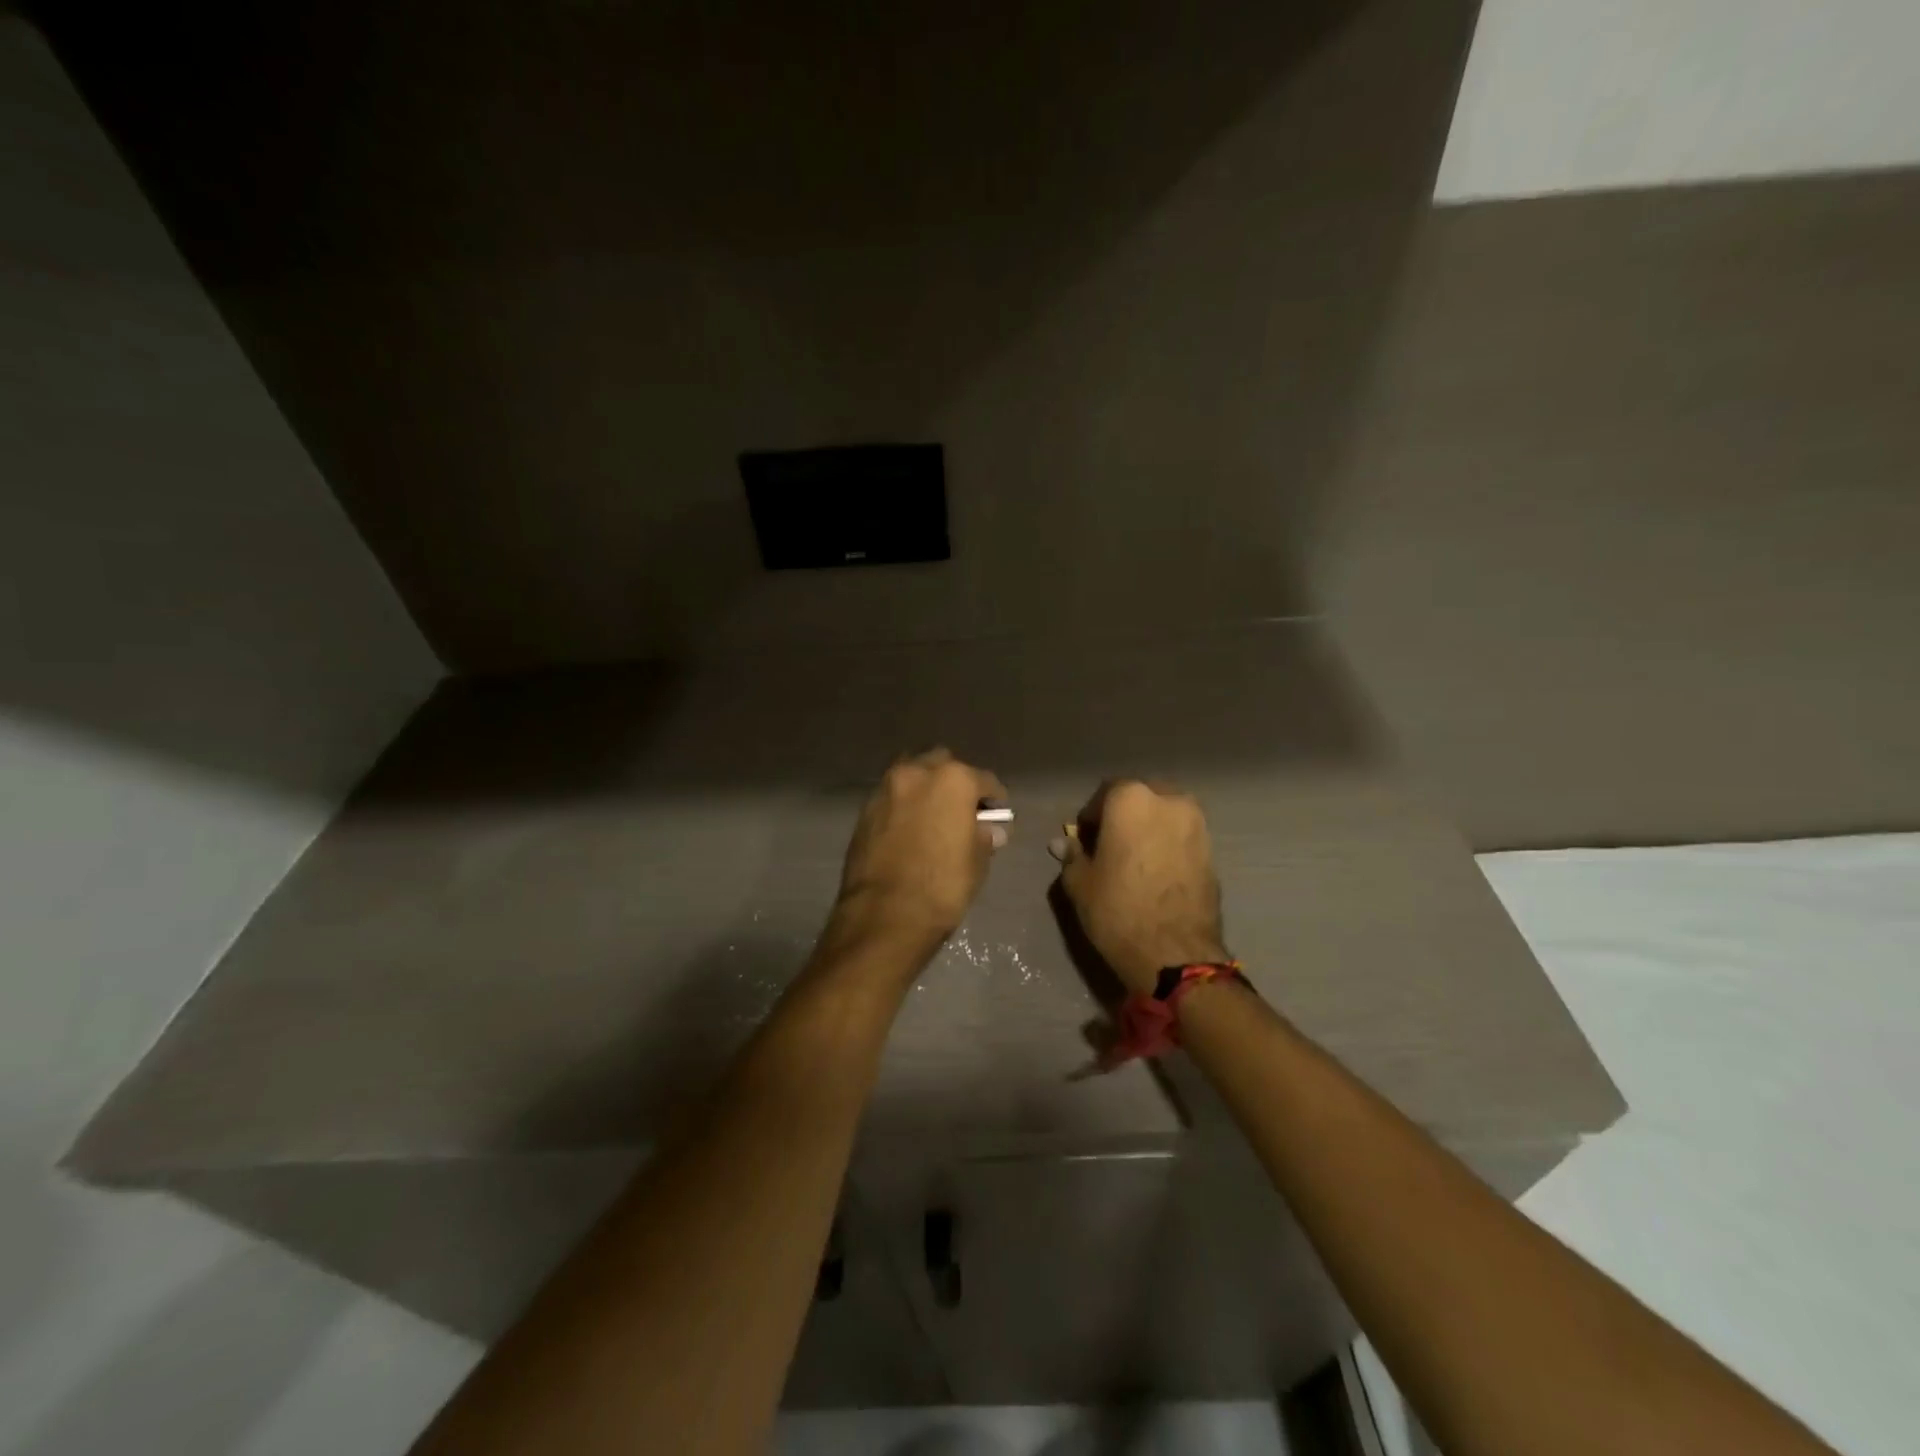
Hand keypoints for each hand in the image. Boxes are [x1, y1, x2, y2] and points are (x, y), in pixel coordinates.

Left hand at [831, 749, 1008, 957]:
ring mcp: (887, 788)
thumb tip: (989, 830)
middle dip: (955, 782)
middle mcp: (917, 772)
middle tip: (962, 809)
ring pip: (912, 774)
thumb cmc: (942, 886)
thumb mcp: (977, 862)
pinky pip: (893, 796)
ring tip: (934, 816)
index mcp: (953, 780)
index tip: (997, 814)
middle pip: (943, 765)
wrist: (884, 914)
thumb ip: (984, 837)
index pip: (984, 781)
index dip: (994, 799)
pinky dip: (904, 804)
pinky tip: (911, 828)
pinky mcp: (865, 809)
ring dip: (926, 788)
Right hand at [1053, 780, 1229, 994]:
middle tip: (1111, 846)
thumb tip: (1062, 843)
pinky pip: (1183, 837)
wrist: (1175, 953)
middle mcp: (1168, 800)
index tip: (1085, 841)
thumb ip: (1072, 855)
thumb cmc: (1117, 910)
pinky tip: (1157, 873)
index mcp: (1131, 798)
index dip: (1092, 817)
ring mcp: (1196, 824)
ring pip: (1165, 815)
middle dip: (1124, 816)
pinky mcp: (1213, 851)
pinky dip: (1169, 846)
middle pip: (1140, 798)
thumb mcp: (1080, 883)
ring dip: (1150, 829)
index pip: (1105, 794)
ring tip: (1136, 860)